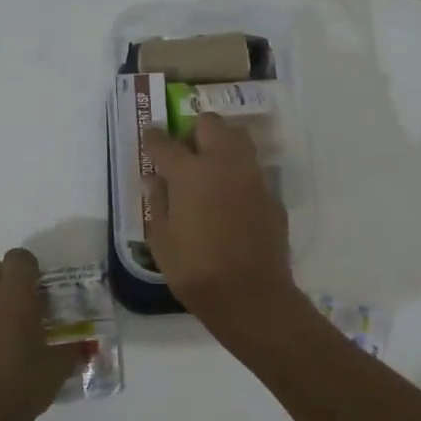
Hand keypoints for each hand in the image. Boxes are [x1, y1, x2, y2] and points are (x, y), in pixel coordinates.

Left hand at [0, 248, 82, 420]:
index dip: (30, 266)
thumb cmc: (23, 384)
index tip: (42, 286)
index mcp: (15, 296)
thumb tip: (83, 347)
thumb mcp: (58, 368)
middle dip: (6, 277)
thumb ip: (71, 351)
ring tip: (7, 324)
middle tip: (25, 302)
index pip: (18, 258)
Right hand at [142, 113, 296, 330]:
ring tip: (210, 169)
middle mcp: (224, 164)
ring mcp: (253, 177)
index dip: (153, 137)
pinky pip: (253, 171)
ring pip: (239, 139)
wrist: (251, 296)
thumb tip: (154, 179)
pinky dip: (239, 175)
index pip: (165, 143)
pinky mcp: (272, 195)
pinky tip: (231, 200)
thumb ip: (158, 202)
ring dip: (221, 144)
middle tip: (185, 152)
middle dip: (194, 131)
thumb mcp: (162, 240)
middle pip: (211, 124)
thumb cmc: (195, 271)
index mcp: (190, 173)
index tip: (149, 137)